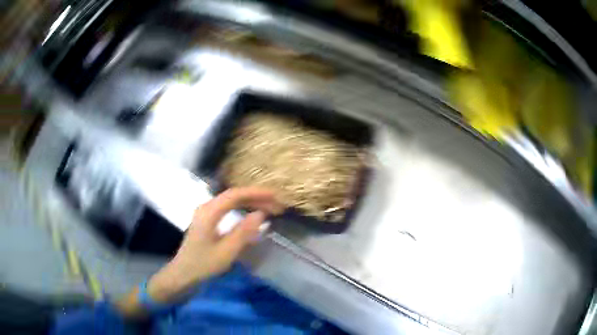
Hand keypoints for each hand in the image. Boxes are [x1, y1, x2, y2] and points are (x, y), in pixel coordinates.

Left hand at [146, 187, 283, 302]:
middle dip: (256, 198)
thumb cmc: (203, 264)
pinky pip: (228, 209)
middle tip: (277, 205)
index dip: (256, 193)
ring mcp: (206, 213)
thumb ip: (243, 232)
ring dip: (251, 203)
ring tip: (269, 209)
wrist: (183, 273)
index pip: (235, 195)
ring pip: (231, 201)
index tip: (275, 196)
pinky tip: (252, 215)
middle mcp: (207, 207)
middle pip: (234, 196)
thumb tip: (261, 214)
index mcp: (209, 212)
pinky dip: (243, 209)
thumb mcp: (226, 252)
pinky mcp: (207, 220)